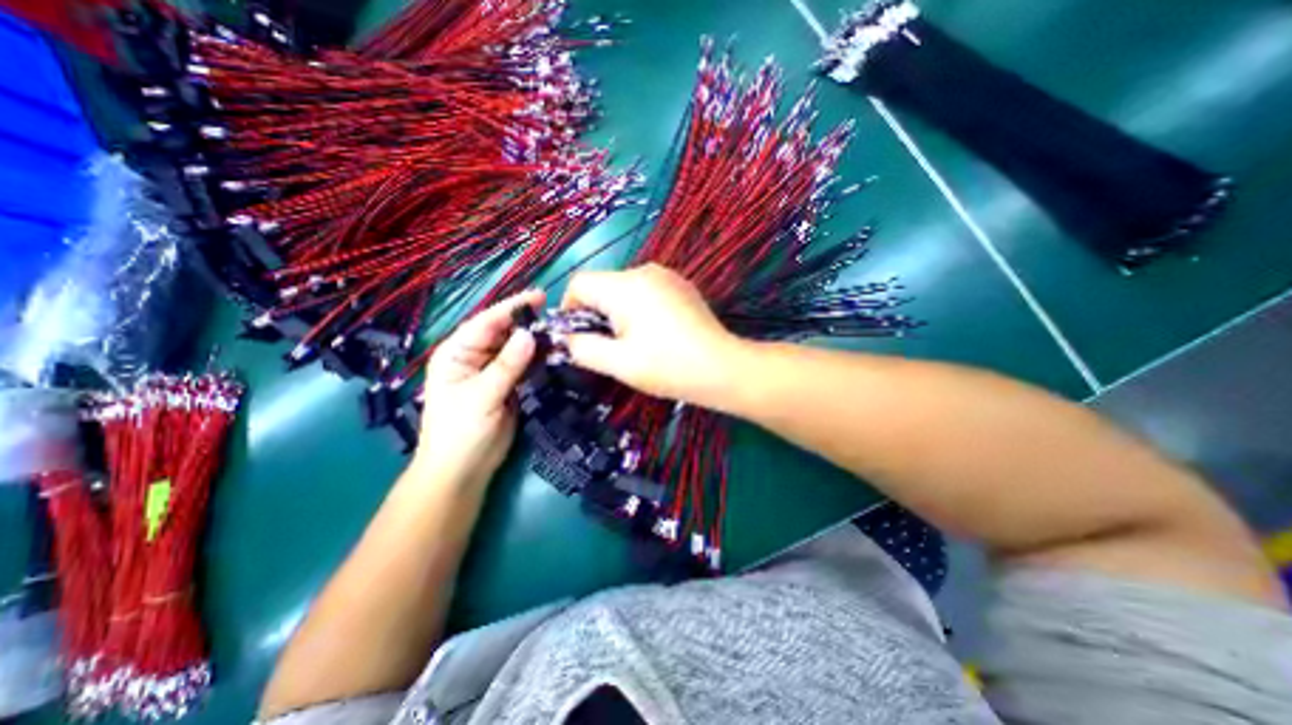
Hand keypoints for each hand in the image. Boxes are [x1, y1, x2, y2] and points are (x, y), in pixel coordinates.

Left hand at [408, 288, 541, 487]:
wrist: (464, 471)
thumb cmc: (460, 433)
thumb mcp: (482, 397)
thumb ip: (506, 366)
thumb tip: (530, 334)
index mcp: (457, 354)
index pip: (486, 323)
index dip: (512, 308)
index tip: (539, 297)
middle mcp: (475, 357)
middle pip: (503, 332)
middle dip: (527, 322)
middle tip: (557, 314)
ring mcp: (493, 371)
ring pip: (517, 348)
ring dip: (536, 339)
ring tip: (561, 330)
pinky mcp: (509, 385)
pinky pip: (525, 365)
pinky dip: (539, 358)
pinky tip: (555, 351)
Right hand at [561, 262, 740, 407]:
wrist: (722, 368)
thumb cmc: (668, 367)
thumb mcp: (618, 363)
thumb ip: (582, 347)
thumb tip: (566, 338)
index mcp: (625, 285)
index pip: (579, 283)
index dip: (569, 310)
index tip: (579, 338)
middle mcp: (645, 271)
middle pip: (602, 285)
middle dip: (596, 313)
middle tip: (608, 346)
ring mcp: (667, 276)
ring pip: (624, 289)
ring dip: (618, 312)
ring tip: (634, 343)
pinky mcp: (681, 286)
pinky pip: (646, 291)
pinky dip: (639, 308)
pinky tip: (655, 333)